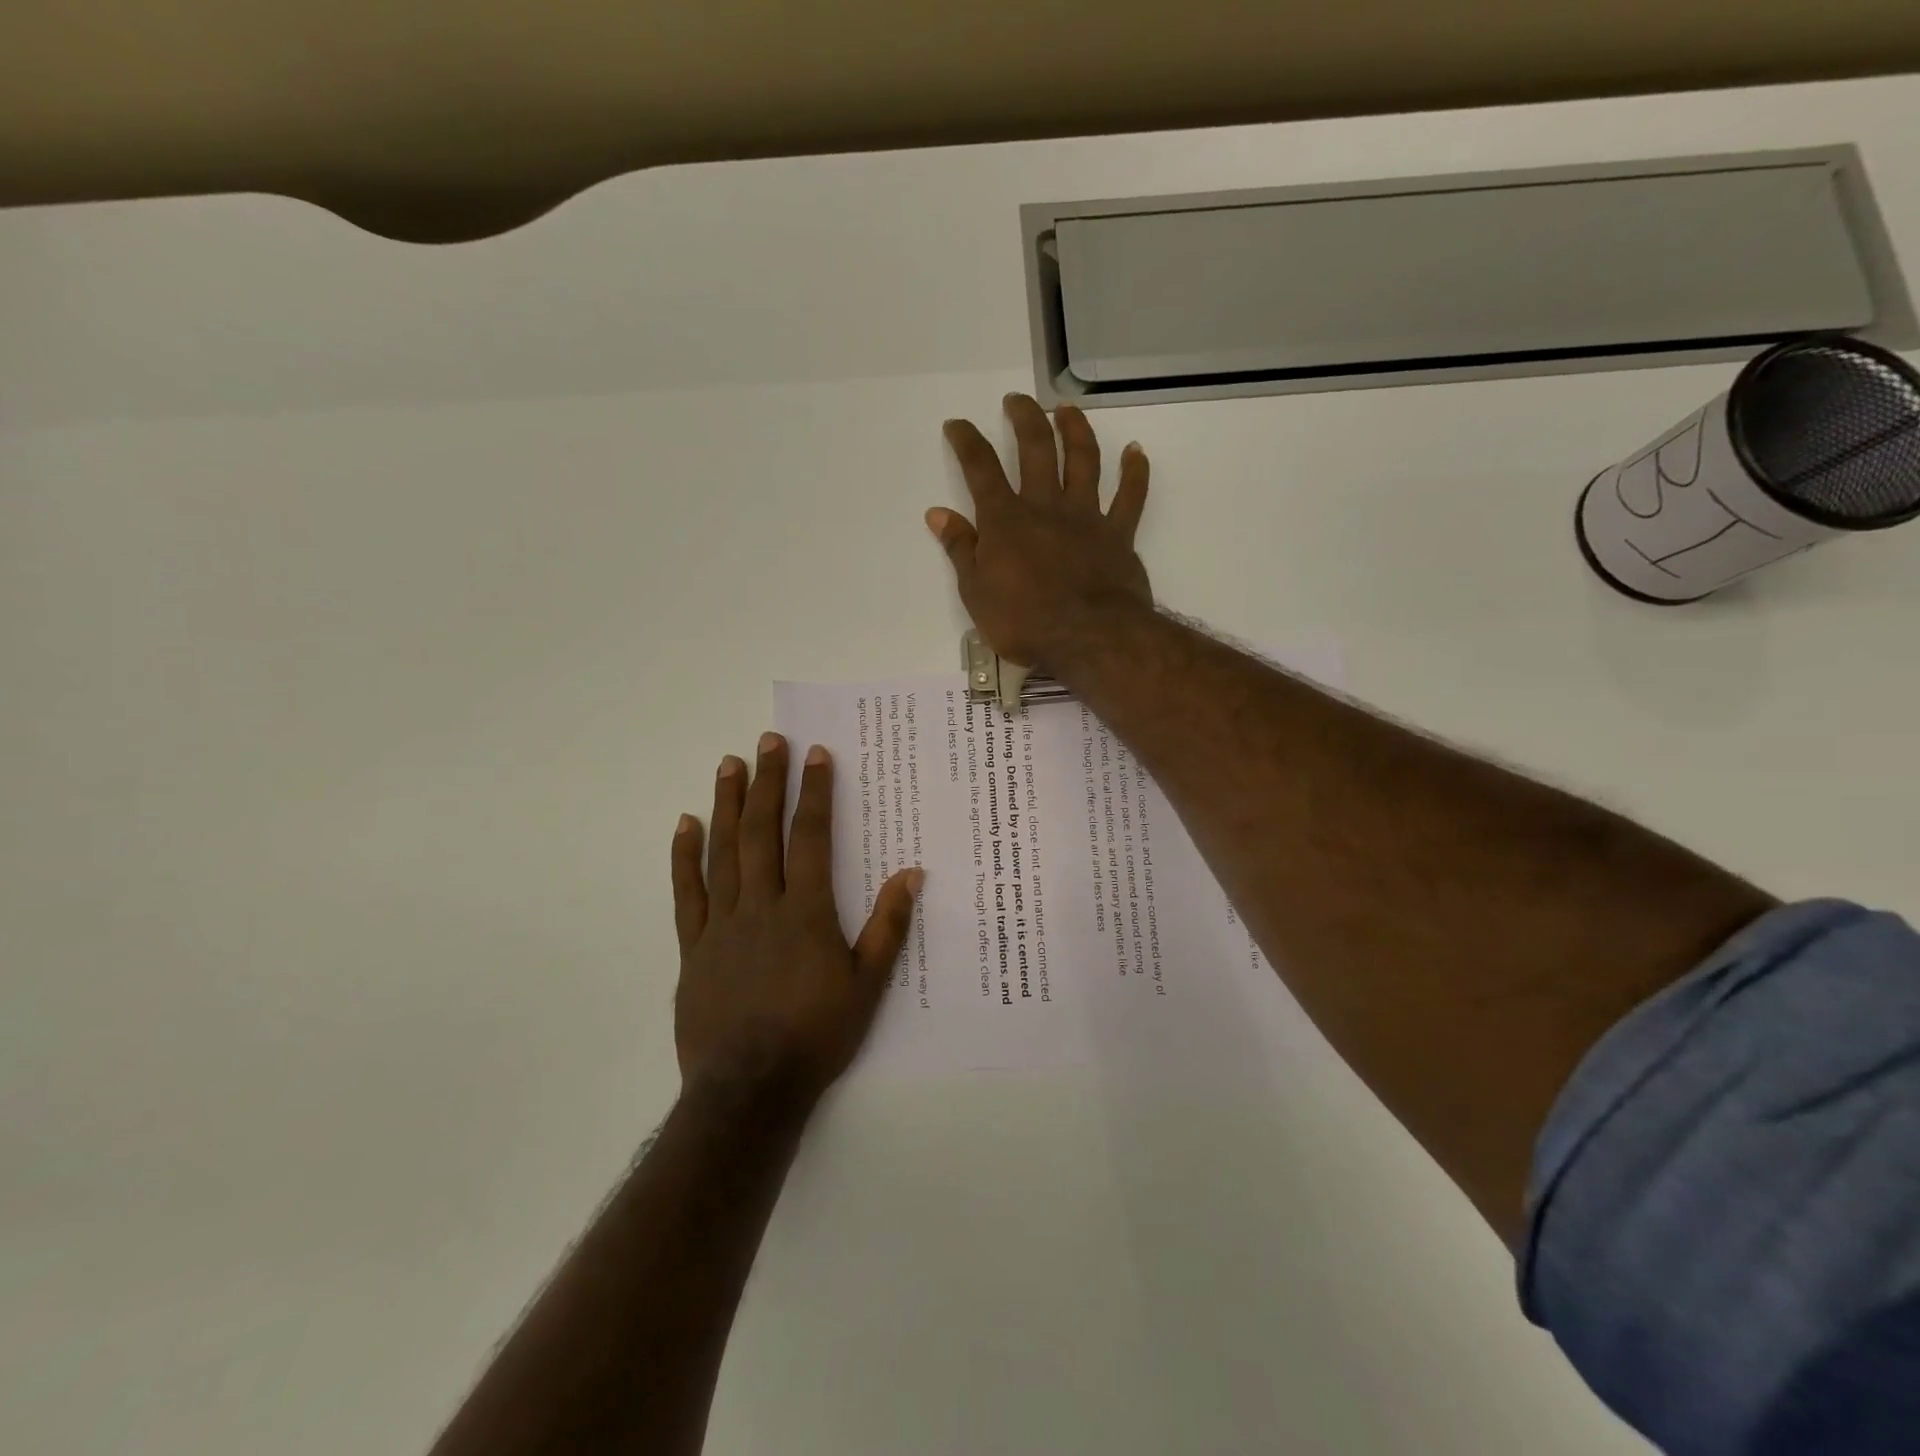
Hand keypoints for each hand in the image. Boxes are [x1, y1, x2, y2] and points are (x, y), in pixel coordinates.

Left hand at [672, 732, 921, 1102]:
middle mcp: (761, 905)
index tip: (815, 754)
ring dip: (726, 804)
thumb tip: (911, 874)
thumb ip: (888, 926)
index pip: (810, 837)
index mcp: (805, 912)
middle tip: (768, 741)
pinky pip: (687, 892)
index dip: (814, 793)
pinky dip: (684, 856)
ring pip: (722, 851)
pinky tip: (684, 824)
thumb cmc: (816, 1035)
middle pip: (761, 831)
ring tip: (729, 764)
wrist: (750, 1090)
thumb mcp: (868, 985)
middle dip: (767, 782)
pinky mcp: (694, 946)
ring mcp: (722, 923)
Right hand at [928, 394, 1151, 669]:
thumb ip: (961, 549)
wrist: (1088, 638)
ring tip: (1066, 410)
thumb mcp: (976, 593)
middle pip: (1036, 449)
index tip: (957, 424)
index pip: (980, 469)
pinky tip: (1135, 450)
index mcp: (1006, 520)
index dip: (966, 441)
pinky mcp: (1118, 534)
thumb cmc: (1024, 622)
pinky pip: (1131, 497)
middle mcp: (1046, 506)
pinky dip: (1135, 472)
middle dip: (1024, 419)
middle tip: (1017, 400)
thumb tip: (938, 513)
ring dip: (1075, 430)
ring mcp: (1086, 517)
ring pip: (1083, 460)